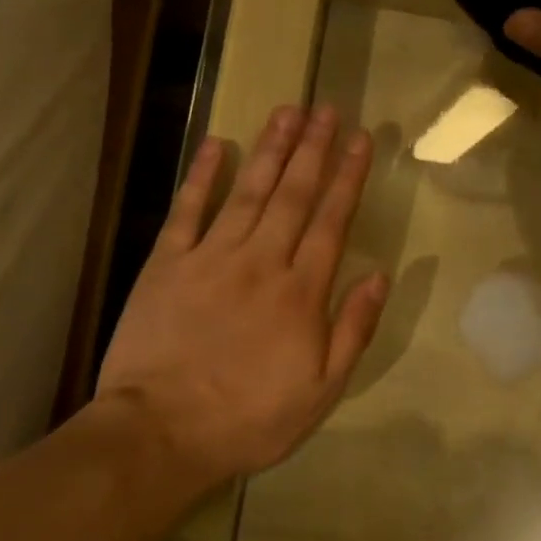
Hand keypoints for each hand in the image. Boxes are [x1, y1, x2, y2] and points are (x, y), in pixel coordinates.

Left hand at [96, 105, 388, 487]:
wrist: (160, 432)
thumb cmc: (248, 418)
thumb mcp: (321, 391)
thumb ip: (353, 329)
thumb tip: (379, 275)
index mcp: (301, 292)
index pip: (331, 221)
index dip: (348, 177)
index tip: (361, 140)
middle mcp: (261, 261)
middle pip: (293, 194)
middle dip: (313, 148)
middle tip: (327, 108)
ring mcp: (211, 257)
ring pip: (248, 191)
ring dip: (270, 148)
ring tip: (287, 112)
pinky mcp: (167, 263)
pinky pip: (188, 210)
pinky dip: (201, 175)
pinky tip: (215, 143)